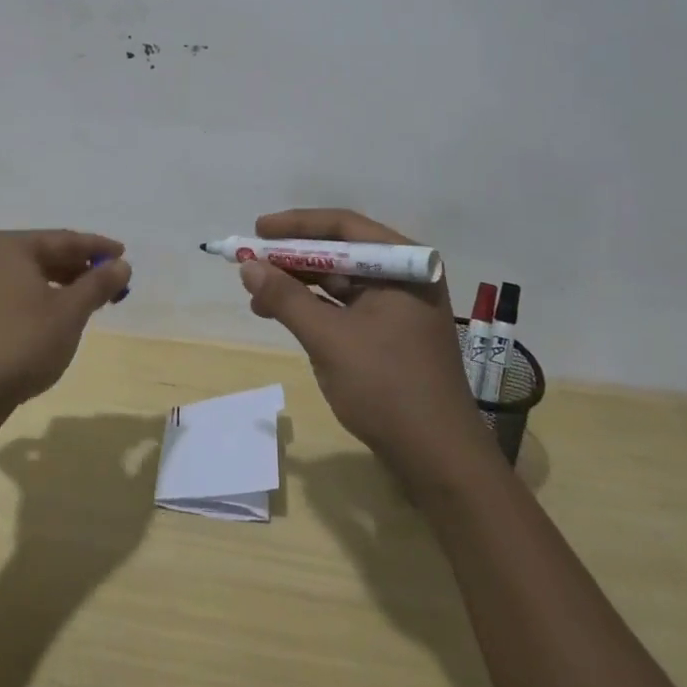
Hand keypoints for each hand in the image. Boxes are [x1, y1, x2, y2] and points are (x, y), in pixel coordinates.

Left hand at [0, 229, 131, 431]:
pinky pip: (4, 304)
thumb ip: (98, 284)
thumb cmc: (23, 342)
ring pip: (23, 281)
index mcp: (9, 247)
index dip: (97, 248)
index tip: (124, 256)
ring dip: (54, 290)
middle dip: (77, 271)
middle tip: (108, 284)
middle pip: (42, 258)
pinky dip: (25, 309)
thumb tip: (121, 265)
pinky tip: (33, 321)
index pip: (63, 240)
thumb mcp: (71, 312)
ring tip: (83, 303)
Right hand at [239, 209, 485, 481]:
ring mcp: (401, 307)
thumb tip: (247, 267)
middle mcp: (406, 277)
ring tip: (258, 296)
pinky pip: (347, 306)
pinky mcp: (392, 334)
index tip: (258, 230)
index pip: (344, 226)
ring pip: (341, 281)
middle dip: (293, 258)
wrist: (439, 460)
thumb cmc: (387, 387)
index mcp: (405, 265)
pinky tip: (284, 315)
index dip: (296, 225)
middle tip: (251, 264)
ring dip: (300, 285)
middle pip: (341, 252)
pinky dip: (315, 308)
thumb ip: (286, 298)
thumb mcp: (329, 339)